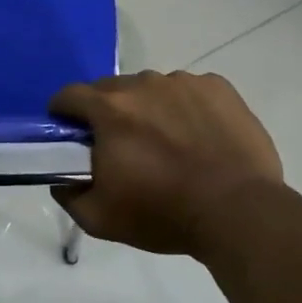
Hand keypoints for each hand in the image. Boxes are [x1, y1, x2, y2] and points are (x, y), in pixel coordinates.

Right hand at [49, 71, 283, 255]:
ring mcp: (184, 82)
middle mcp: (143, 84)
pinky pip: (190, 91)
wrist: (239, 212)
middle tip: (120, 145)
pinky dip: (186, 108)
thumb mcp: (99, 219)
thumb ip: (68, 195)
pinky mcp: (218, 88)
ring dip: (149, 109)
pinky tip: (199, 137)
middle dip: (107, 112)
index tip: (70, 134)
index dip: (63, 113)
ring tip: (167, 143)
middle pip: (111, 89)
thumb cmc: (163, 214)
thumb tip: (62, 179)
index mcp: (109, 109)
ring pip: (152, 89)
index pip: (69, 95)